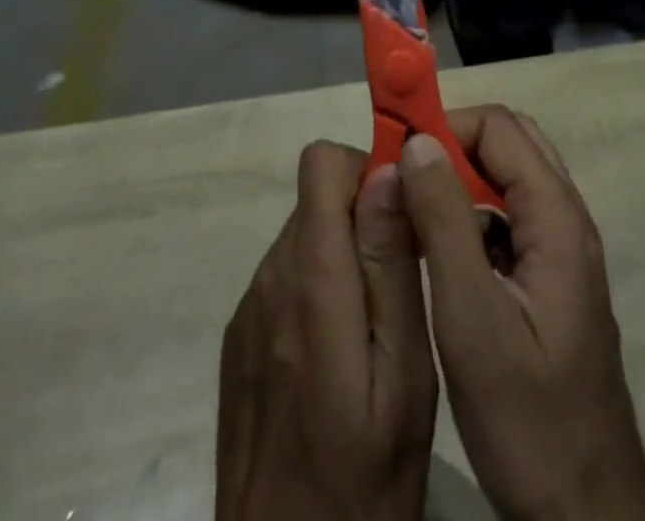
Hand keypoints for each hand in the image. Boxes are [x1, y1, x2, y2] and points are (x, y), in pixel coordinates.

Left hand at [217, 141, 437, 520]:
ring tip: (377, 321)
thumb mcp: (404, 374)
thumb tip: (389, 172)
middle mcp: (270, 278)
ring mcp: (249, 308)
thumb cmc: (364, 480)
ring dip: (343, 253)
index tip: (404, 210)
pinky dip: (319, 286)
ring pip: (304, 234)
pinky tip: (339, 352)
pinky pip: (286, 276)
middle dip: (363, 215)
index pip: (321, 164)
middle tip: (403, 275)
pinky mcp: (241, 336)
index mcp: (311, 280)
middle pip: (316, 197)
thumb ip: (392, 265)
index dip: (365, 169)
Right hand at [400, 107, 644, 520]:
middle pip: (508, 143)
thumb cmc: (528, 422)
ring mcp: (562, 252)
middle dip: (452, 146)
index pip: (499, 128)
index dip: (446, 128)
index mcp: (557, 220)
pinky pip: (508, 217)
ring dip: (459, 179)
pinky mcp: (550, 280)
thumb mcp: (473, 320)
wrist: (586, 514)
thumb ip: (445, 223)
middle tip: (404, 178)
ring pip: (508, 179)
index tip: (396, 155)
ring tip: (411, 208)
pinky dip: (470, 213)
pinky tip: (439, 250)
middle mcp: (567, 222)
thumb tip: (418, 144)